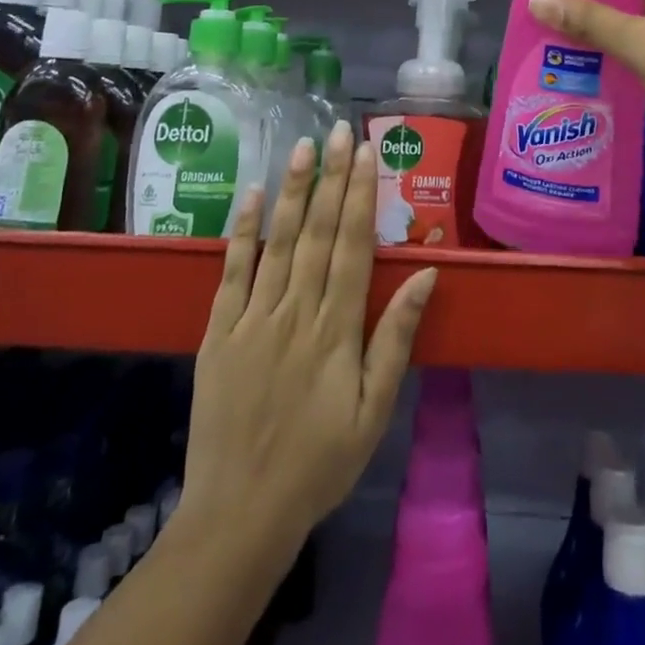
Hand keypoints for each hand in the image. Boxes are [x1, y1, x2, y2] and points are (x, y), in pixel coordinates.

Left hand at [181, 123, 438, 555]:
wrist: (240, 514)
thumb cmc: (319, 463)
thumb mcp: (373, 413)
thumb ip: (396, 340)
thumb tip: (426, 274)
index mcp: (336, 331)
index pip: (352, 246)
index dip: (360, 195)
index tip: (366, 153)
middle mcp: (295, 313)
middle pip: (316, 233)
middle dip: (330, 178)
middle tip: (338, 130)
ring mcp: (252, 319)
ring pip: (276, 242)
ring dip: (291, 191)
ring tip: (302, 146)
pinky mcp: (218, 333)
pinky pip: (231, 273)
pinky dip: (241, 232)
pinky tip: (249, 195)